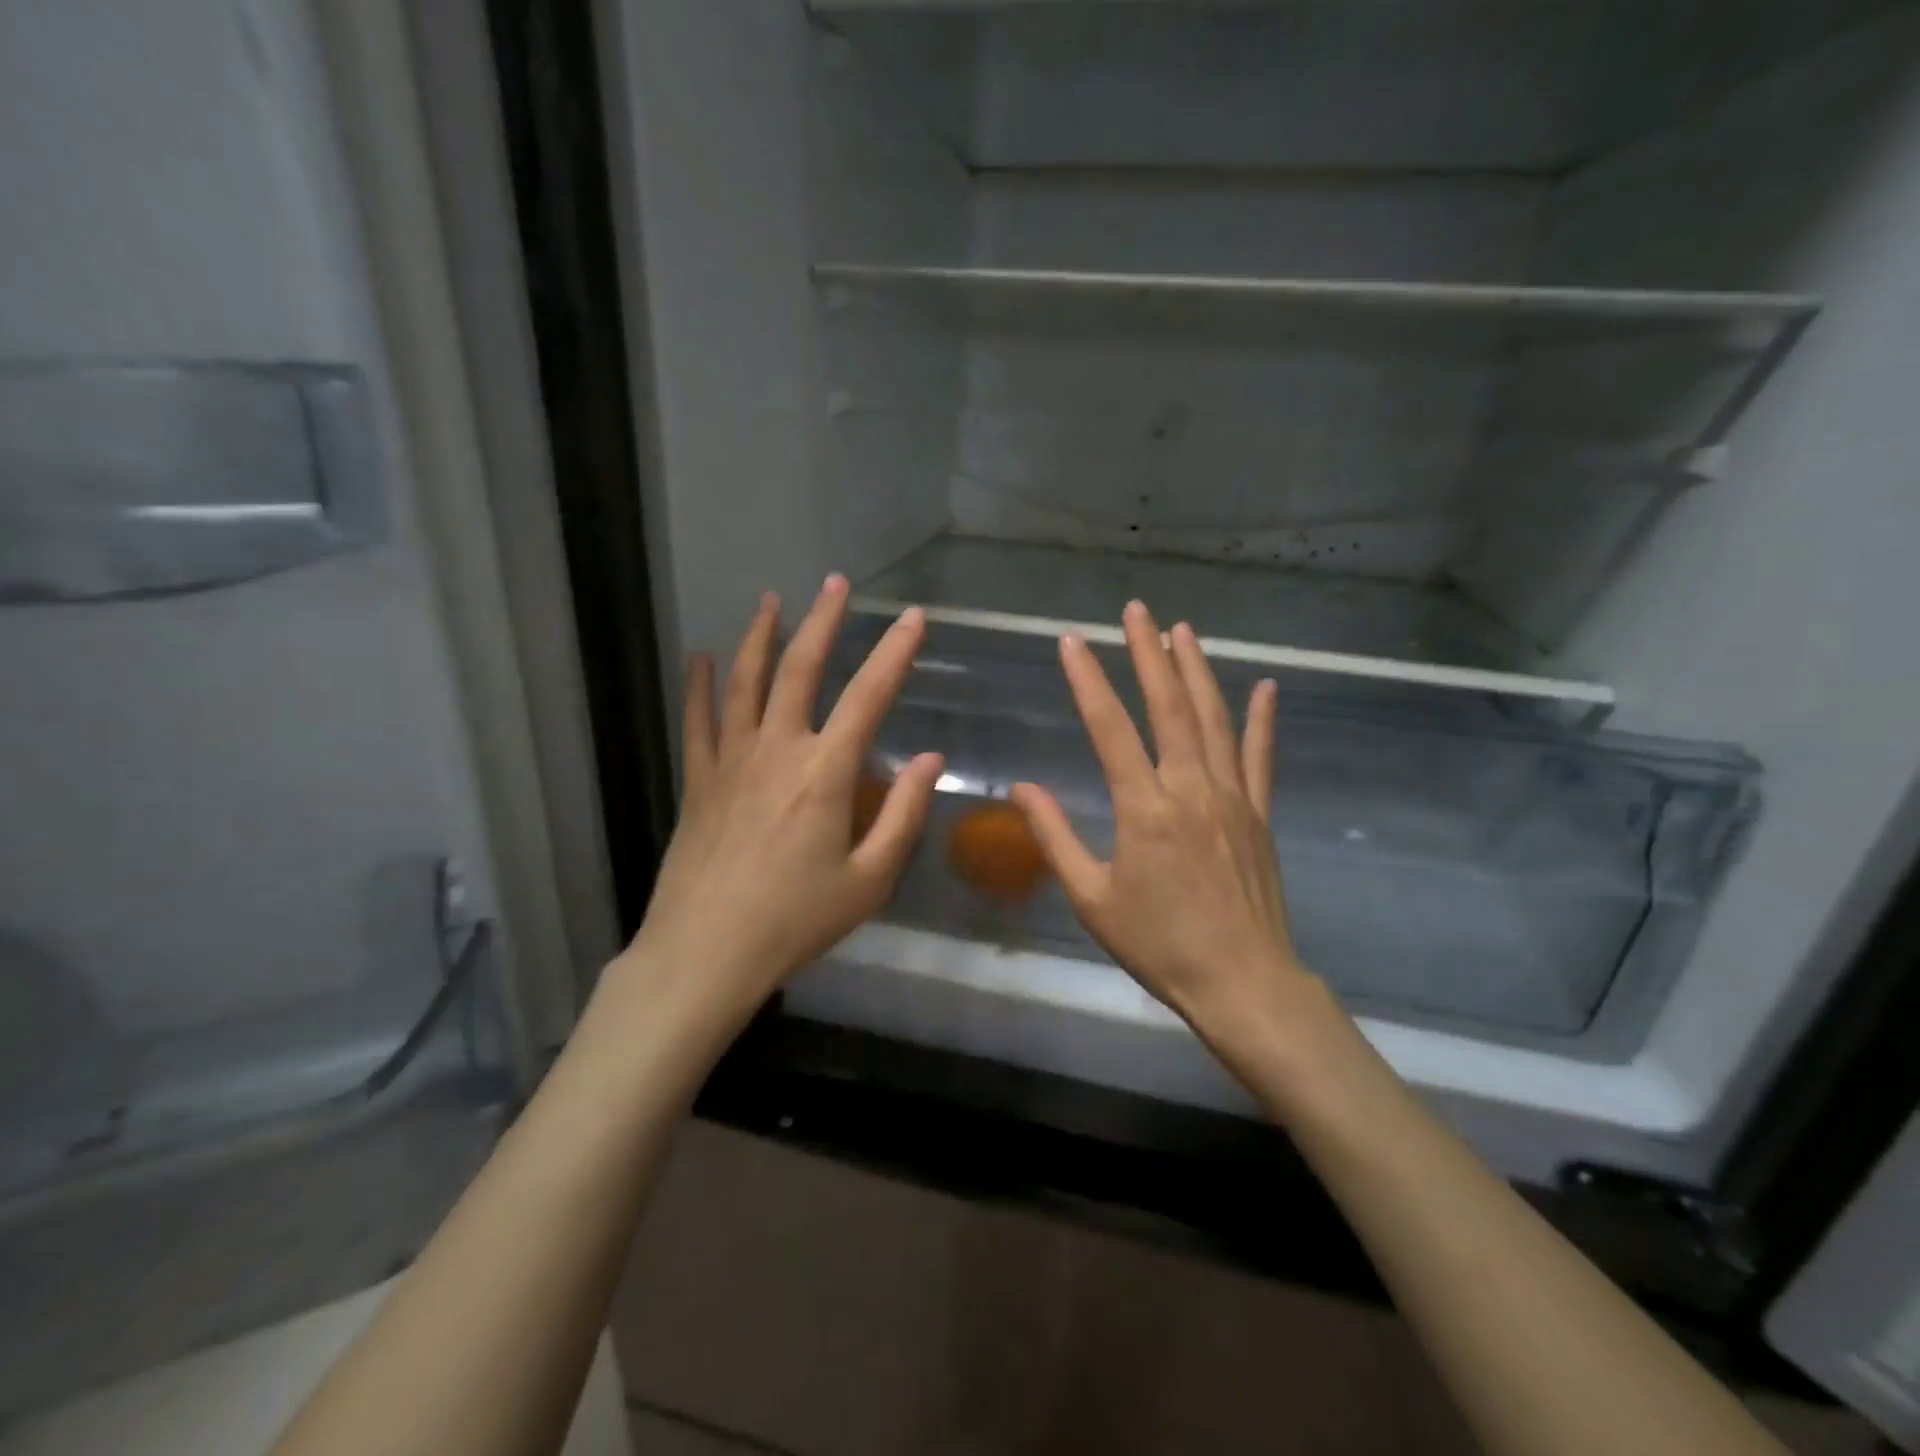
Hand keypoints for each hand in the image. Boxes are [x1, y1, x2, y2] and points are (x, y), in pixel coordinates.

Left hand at [615, 575, 943, 1031]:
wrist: (706, 952)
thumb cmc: (796, 921)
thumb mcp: (869, 880)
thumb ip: (903, 814)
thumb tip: (930, 758)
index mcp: (825, 773)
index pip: (869, 696)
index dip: (894, 652)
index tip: (913, 618)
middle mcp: (777, 750)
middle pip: (800, 669)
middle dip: (822, 621)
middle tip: (835, 584)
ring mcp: (731, 761)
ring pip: (746, 682)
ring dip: (761, 637)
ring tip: (773, 600)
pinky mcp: (699, 780)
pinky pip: (698, 720)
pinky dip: (700, 685)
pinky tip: (700, 657)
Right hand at [1010, 603, 1320, 1054]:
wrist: (1242, 982)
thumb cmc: (1158, 944)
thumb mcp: (1091, 897)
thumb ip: (1055, 837)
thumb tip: (1022, 788)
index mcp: (1144, 808)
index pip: (1110, 728)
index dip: (1088, 681)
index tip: (1071, 642)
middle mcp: (1190, 788)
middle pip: (1168, 706)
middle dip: (1149, 653)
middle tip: (1136, 610)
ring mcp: (1232, 797)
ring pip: (1213, 719)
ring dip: (1196, 670)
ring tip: (1183, 629)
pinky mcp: (1259, 813)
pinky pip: (1260, 756)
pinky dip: (1262, 719)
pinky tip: (1264, 686)